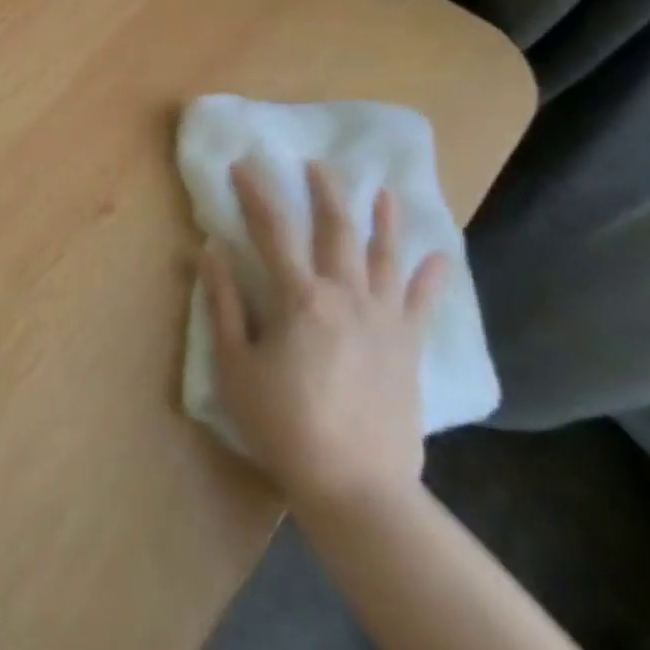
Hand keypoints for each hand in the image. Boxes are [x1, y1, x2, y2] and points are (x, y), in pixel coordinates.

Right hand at [202, 159, 448, 514]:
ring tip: (382, 190)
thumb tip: (210, 251)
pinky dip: (431, 276)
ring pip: (384, 255)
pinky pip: (422, 301)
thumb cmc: (283, 424)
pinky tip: (439, 255)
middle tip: (315, 163)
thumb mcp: (235, 365)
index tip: (242, 165)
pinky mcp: (408, 345)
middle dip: (324, 191)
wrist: (356, 486)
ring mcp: (384, 319)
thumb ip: (222, 303)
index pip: (272, 230)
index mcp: (299, 298)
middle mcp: (346, 296)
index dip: (255, 193)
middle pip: (336, 229)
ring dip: (381, 219)